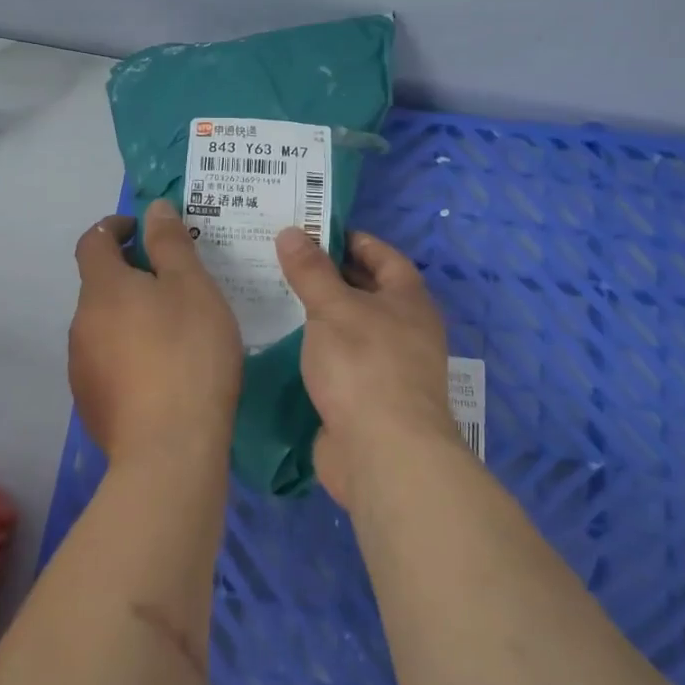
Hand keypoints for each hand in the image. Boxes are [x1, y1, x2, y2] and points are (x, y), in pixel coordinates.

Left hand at [69, 199, 242, 466]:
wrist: (169, 449)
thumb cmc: (188, 353)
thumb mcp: (192, 287)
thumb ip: (170, 243)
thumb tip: (153, 208)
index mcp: (102, 288)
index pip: (94, 241)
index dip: (115, 228)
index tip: (143, 231)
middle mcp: (81, 322)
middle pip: (100, 285)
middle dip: (130, 275)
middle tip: (175, 282)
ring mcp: (81, 366)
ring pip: (104, 325)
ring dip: (130, 316)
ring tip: (174, 330)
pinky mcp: (91, 402)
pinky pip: (108, 361)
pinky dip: (129, 352)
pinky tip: (162, 372)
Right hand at [276, 227, 456, 508]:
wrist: (383, 453)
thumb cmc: (365, 365)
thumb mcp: (334, 308)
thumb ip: (311, 271)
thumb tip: (292, 232)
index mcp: (409, 301)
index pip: (384, 256)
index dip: (351, 240)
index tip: (313, 231)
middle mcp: (404, 330)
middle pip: (367, 291)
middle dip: (329, 275)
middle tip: (283, 260)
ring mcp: (387, 367)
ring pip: (350, 328)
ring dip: (319, 314)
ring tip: (275, 295)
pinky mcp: (366, 399)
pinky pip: (339, 361)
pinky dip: (316, 348)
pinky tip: (283, 343)